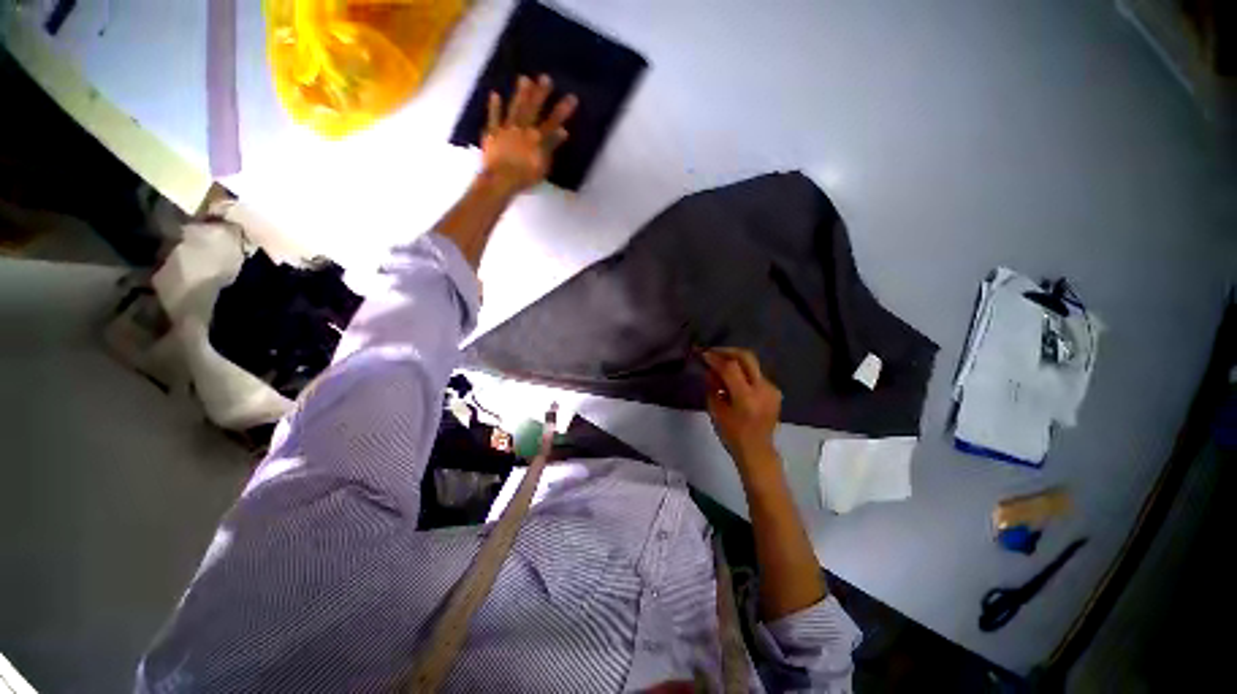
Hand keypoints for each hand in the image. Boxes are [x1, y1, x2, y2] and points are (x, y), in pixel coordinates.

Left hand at [480, 74, 577, 195]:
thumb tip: (562, 131)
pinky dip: (494, 106)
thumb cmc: (525, 177)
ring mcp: (506, 129)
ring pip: (514, 108)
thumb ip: (551, 147)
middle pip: (533, 108)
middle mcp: (522, 129)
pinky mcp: (492, 133)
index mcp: (537, 138)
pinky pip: (493, 117)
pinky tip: (495, 94)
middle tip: (546, 78)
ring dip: (520, 93)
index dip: (563, 109)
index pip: (553, 121)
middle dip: (540, 93)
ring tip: (524, 78)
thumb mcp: (543, 165)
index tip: (572, 96)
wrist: (501, 179)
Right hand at [701, 348, 782, 470]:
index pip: (730, 367)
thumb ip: (712, 387)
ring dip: (735, 361)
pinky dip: (743, 372)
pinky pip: (756, 375)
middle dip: (727, 351)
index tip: (703, 354)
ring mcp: (771, 389)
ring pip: (752, 364)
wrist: (757, 451)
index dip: (715, 358)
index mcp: (746, 397)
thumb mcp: (715, 411)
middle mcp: (762, 389)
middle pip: (746, 357)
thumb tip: (710, 370)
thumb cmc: (732, 435)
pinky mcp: (775, 391)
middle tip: (713, 352)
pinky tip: (733, 379)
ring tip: (720, 365)